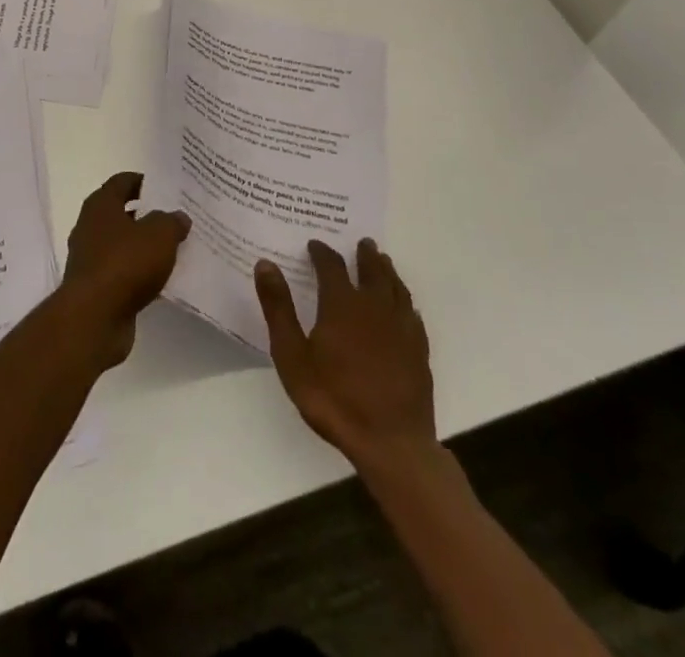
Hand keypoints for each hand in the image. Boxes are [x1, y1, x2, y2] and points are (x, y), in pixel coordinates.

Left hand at [58, 173, 189, 367]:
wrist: (94, 317)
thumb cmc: (125, 263)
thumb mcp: (159, 235)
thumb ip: (171, 221)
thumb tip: (179, 217)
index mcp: (101, 205)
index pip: (122, 181)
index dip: (144, 182)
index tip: (167, 188)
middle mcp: (90, 226)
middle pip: (122, 213)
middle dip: (147, 215)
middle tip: (176, 218)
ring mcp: (91, 258)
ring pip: (123, 244)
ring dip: (144, 246)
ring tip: (174, 249)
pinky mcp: (96, 287)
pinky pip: (123, 271)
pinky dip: (140, 273)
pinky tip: (162, 279)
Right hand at [255, 239, 438, 471]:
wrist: (391, 443)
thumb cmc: (333, 398)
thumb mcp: (292, 355)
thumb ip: (278, 308)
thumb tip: (265, 264)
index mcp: (342, 304)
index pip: (332, 265)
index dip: (322, 252)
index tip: (315, 245)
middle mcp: (374, 307)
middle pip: (372, 270)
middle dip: (365, 254)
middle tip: (362, 242)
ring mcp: (401, 328)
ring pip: (396, 288)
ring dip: (388, 271)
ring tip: (383, 262)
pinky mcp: (418, 351)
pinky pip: (412, 314)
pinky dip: (405, 301)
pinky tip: (404, 306)